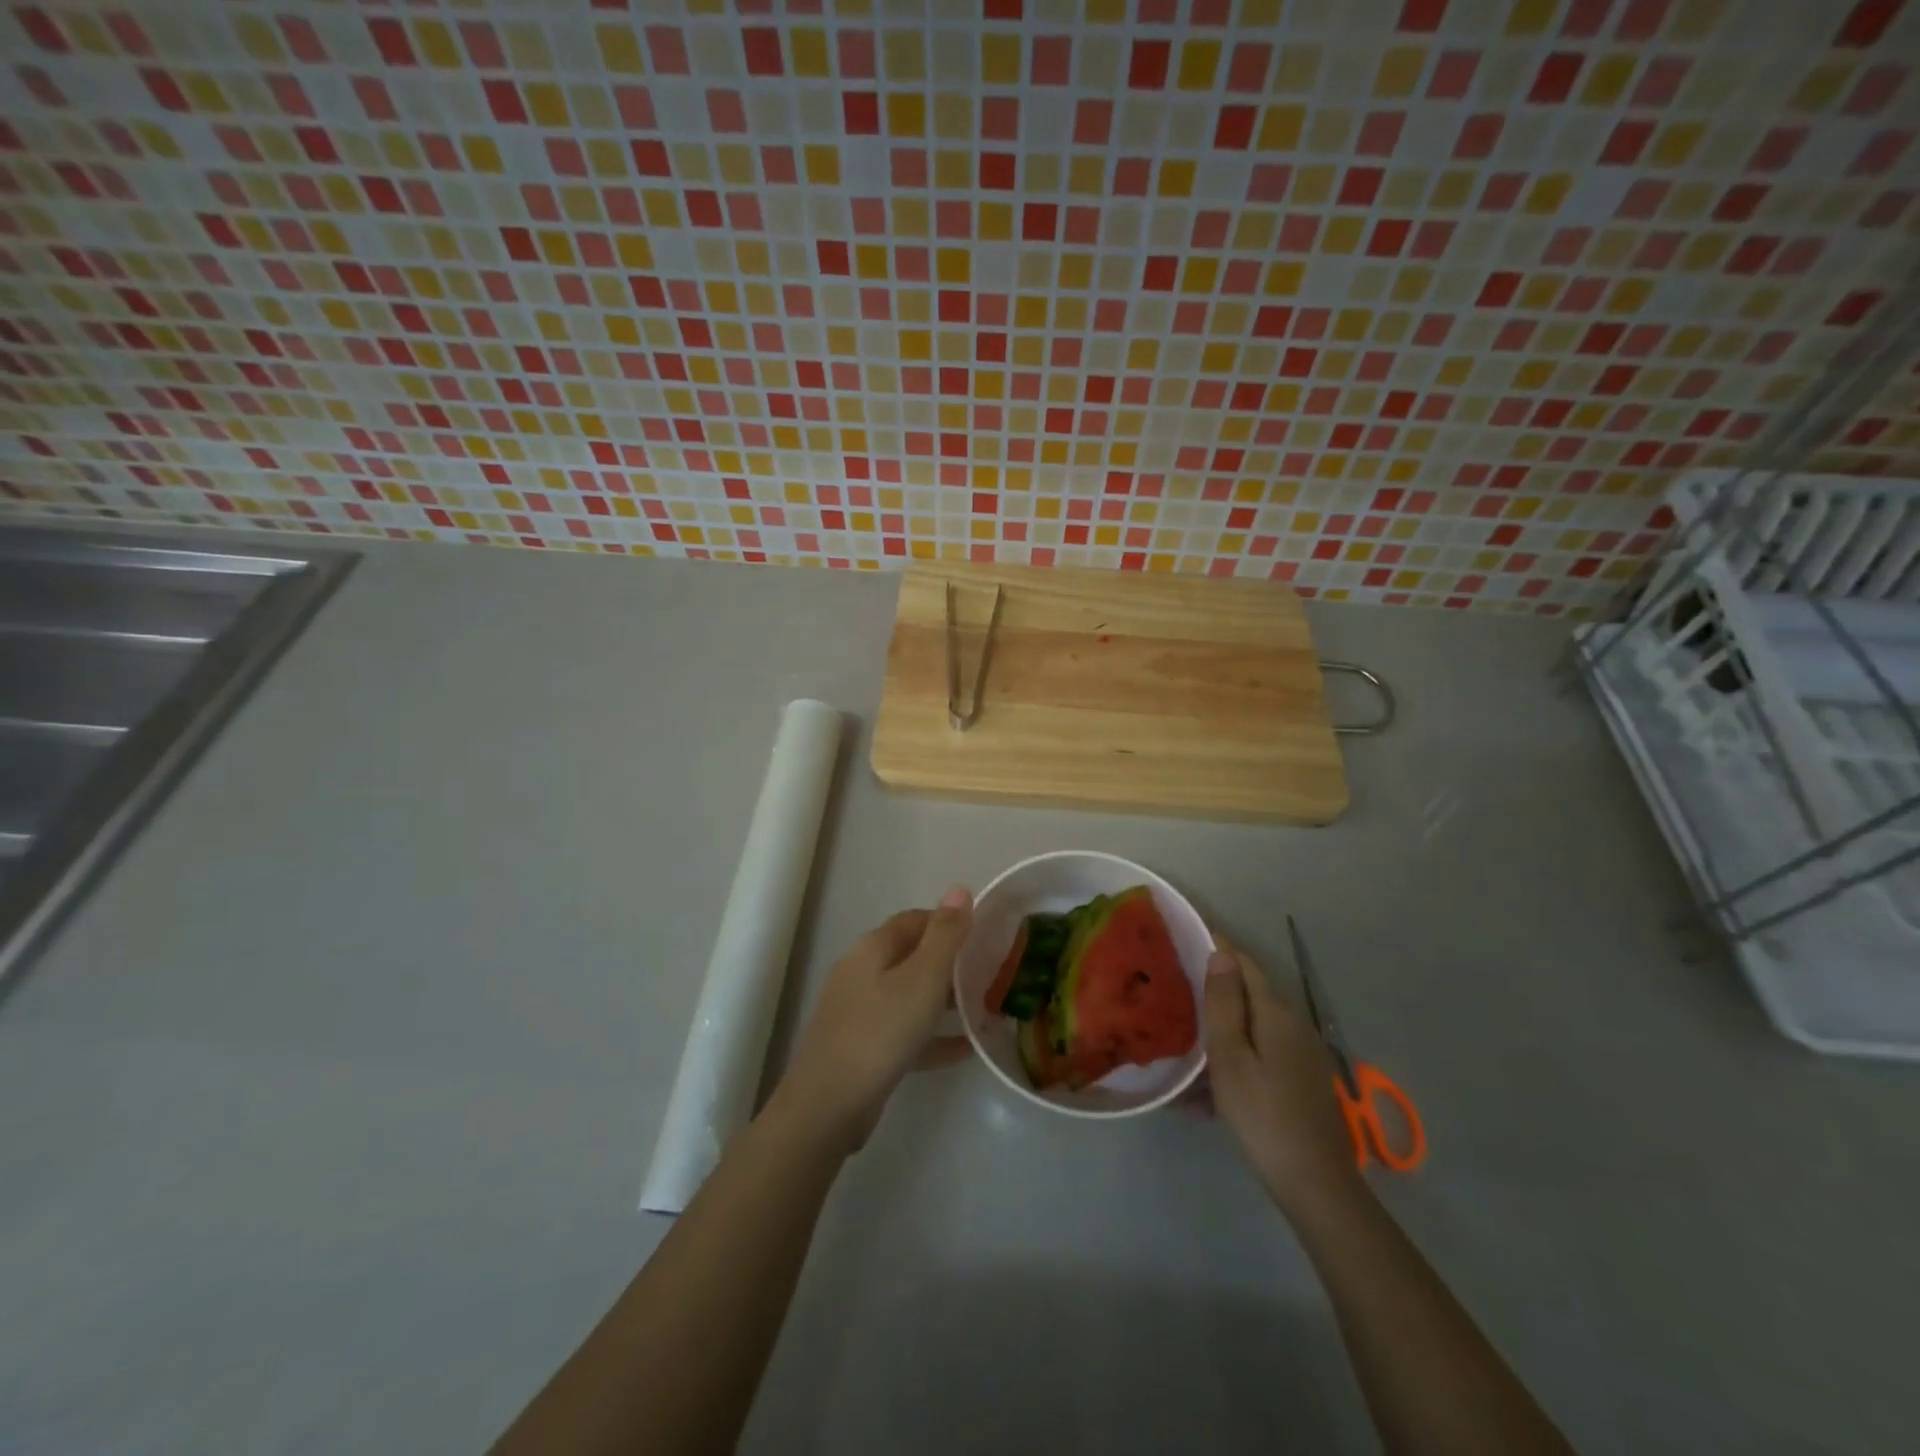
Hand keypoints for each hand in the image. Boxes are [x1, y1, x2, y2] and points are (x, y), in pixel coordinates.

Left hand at [772, 887, 973, 1151]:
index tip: (984, 934)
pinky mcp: (862, 1049)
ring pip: (909, 995)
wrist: (827, 1106)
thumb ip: (945, 935)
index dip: (948, 922)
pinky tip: (966, 1047)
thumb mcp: (922, 979)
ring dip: (943, 999)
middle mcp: (861, 973)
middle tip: (989, 971)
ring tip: (984, 1005)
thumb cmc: (880, 1032)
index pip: (914, 920)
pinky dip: (933, 1035)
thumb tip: (960, 889)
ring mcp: (858, 1012)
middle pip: (911, 956)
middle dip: (949, 961)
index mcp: (872, 948)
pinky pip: (905, 1032)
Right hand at [1203, 934, 1360, 1213]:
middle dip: (1214, 993)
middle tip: (1175, 994)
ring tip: (1183, 1051)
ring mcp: (1301, 1056)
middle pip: (1249, 995)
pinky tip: (1205, 1095)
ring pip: (1251, 1030)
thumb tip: (1221, 953)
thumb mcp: (1230, 1057)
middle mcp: (1294, 1026)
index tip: (1187, 939)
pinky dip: (1233, 1062)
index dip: (1218, 948)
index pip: (1244, 964)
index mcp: (1276, 1013)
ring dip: (1219, 1035)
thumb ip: (1224, 1004)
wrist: (1315, 1184)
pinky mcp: (1300, 1081)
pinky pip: (1260, 1057)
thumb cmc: (1263, 1115)